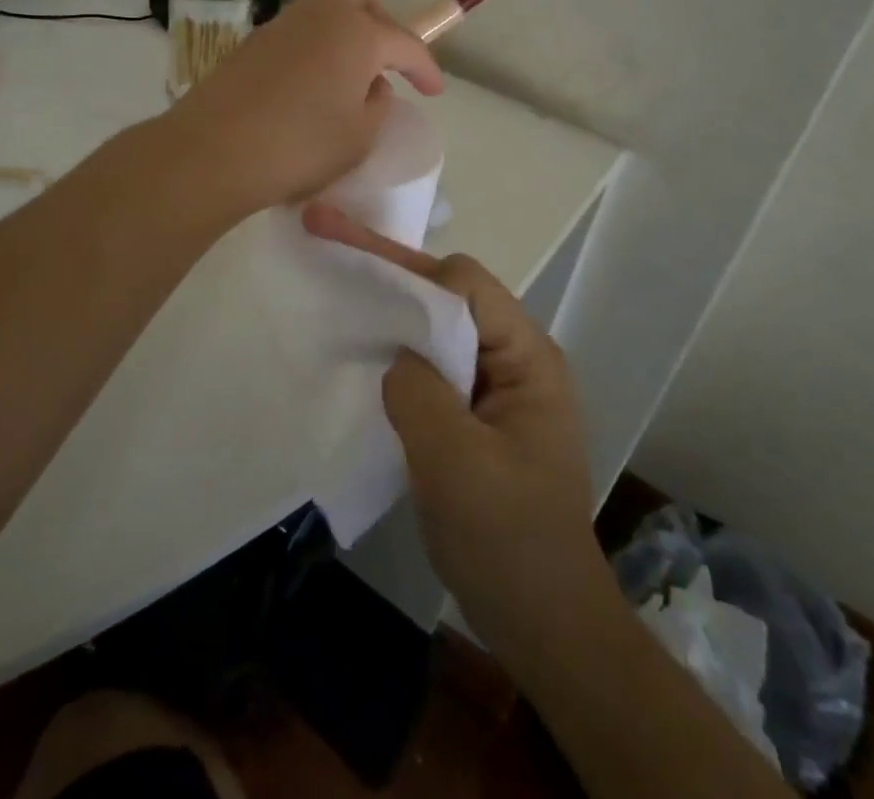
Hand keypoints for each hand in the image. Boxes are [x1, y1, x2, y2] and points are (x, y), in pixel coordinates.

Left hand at [169, 0, 443, 214]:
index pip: (406, 42)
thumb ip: (377, 105)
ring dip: (345, 33)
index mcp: (357, 33)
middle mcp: (320, 15)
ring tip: (347, 80)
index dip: (426, 67)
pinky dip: (314, 48)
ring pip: (324, 8)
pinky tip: (309, 87)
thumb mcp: (359, 137)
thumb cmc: (300, 146)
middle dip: (382, 21)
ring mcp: (280, 25)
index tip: (434, 91)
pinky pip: (297, 32)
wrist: (213, 151)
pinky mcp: (251, 43)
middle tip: (385, 63)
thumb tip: (372, 86)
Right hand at [302, 204, 612, 657]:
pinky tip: (364, 354)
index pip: (465, 284)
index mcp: (527, 358)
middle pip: (449, 297)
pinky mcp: (476, 414)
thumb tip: (396, 355)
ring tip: (338, 293)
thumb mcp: (456, 463)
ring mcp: (496, 387)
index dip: (407, 268)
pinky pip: (433, 366)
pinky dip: (397, 353)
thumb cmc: (508, 540)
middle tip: (329, 248)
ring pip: (437, 329)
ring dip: (391, 312)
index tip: (349, 259)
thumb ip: (418, 391)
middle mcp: (515, 359)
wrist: (545, 624)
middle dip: (390, 275)